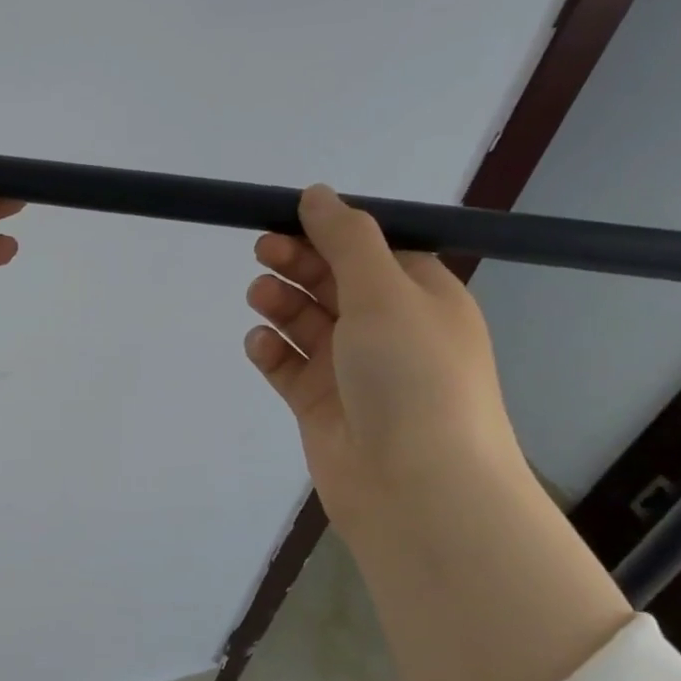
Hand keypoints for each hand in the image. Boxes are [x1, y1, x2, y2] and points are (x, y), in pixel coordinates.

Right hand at [243, 184, 523, 538]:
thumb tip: (317, 193)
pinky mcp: (320, 404)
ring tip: (261, 297)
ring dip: (281, 303)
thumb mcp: (385, 292)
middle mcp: (388, 329)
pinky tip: (260, 345)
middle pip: (334, 282)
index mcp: (420, 296)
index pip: (371, 249)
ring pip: (306, 322)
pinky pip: (288, 366)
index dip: (330, 231)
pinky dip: (271, 351)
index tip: (286, 217)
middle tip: (263, 250)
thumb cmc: (412, 376)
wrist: (416, 487)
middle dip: (299, 263)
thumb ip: (347, 239)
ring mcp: (351, 370)